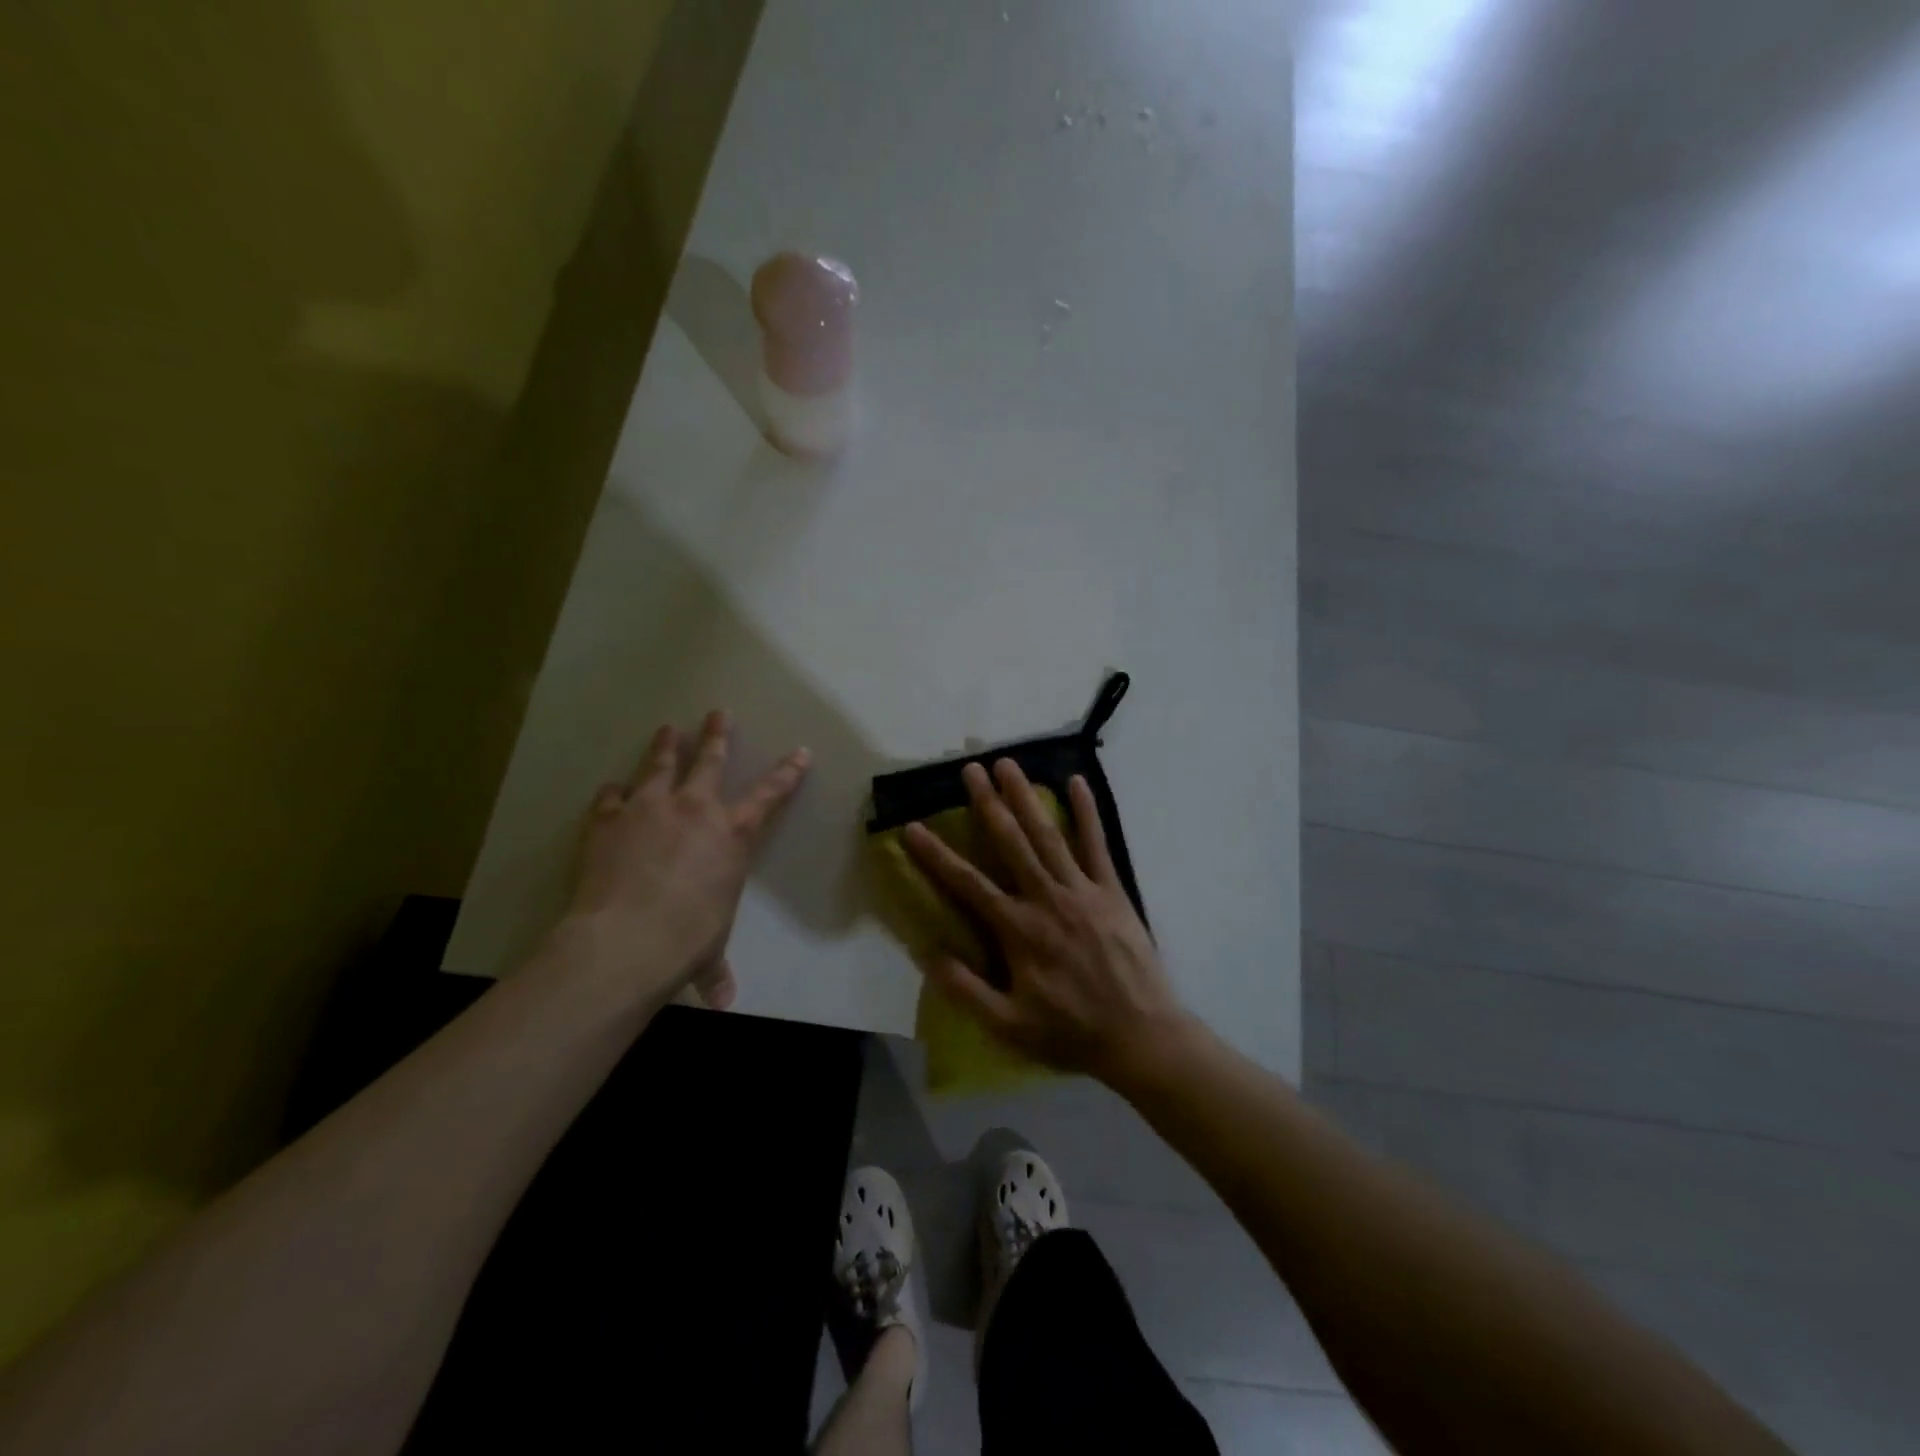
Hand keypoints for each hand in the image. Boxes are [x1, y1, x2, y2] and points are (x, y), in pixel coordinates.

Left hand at [568, 711, 809, 1007]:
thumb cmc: (686, 940)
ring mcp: (650, 808)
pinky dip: (614, 793)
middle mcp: (695, 810)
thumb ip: (714, 971)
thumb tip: (722, 1004)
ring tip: (668, 727)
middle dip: (717, 735)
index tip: (800, 751)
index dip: (787, 772)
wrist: (627, 938)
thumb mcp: (708, 952)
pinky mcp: (610, 818)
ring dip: (665, 745)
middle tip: (718, 712)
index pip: (770, 795)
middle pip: (710, 761)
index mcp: (732, 835)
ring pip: (661, 764)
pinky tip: (613, 790)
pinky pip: (613, 796)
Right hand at [902, 759, 1186, 1082]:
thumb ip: (966, 989)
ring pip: (1048, 834)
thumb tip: (927, 952)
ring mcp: (1082, 890)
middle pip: (1010, 842)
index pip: (967, 884)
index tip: (913, 826)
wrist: (1140, 1036)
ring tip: (1009, 764)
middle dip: (988, 803)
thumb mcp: (1008, 1025)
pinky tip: (1077, 782)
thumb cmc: (1070, 1032)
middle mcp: (1046, 899)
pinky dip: (1087, 812)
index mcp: (1018, 930)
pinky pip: (1097, 844)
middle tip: (971, 767)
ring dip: (1027, 797)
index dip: (936, 855)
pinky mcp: (1112, 890)